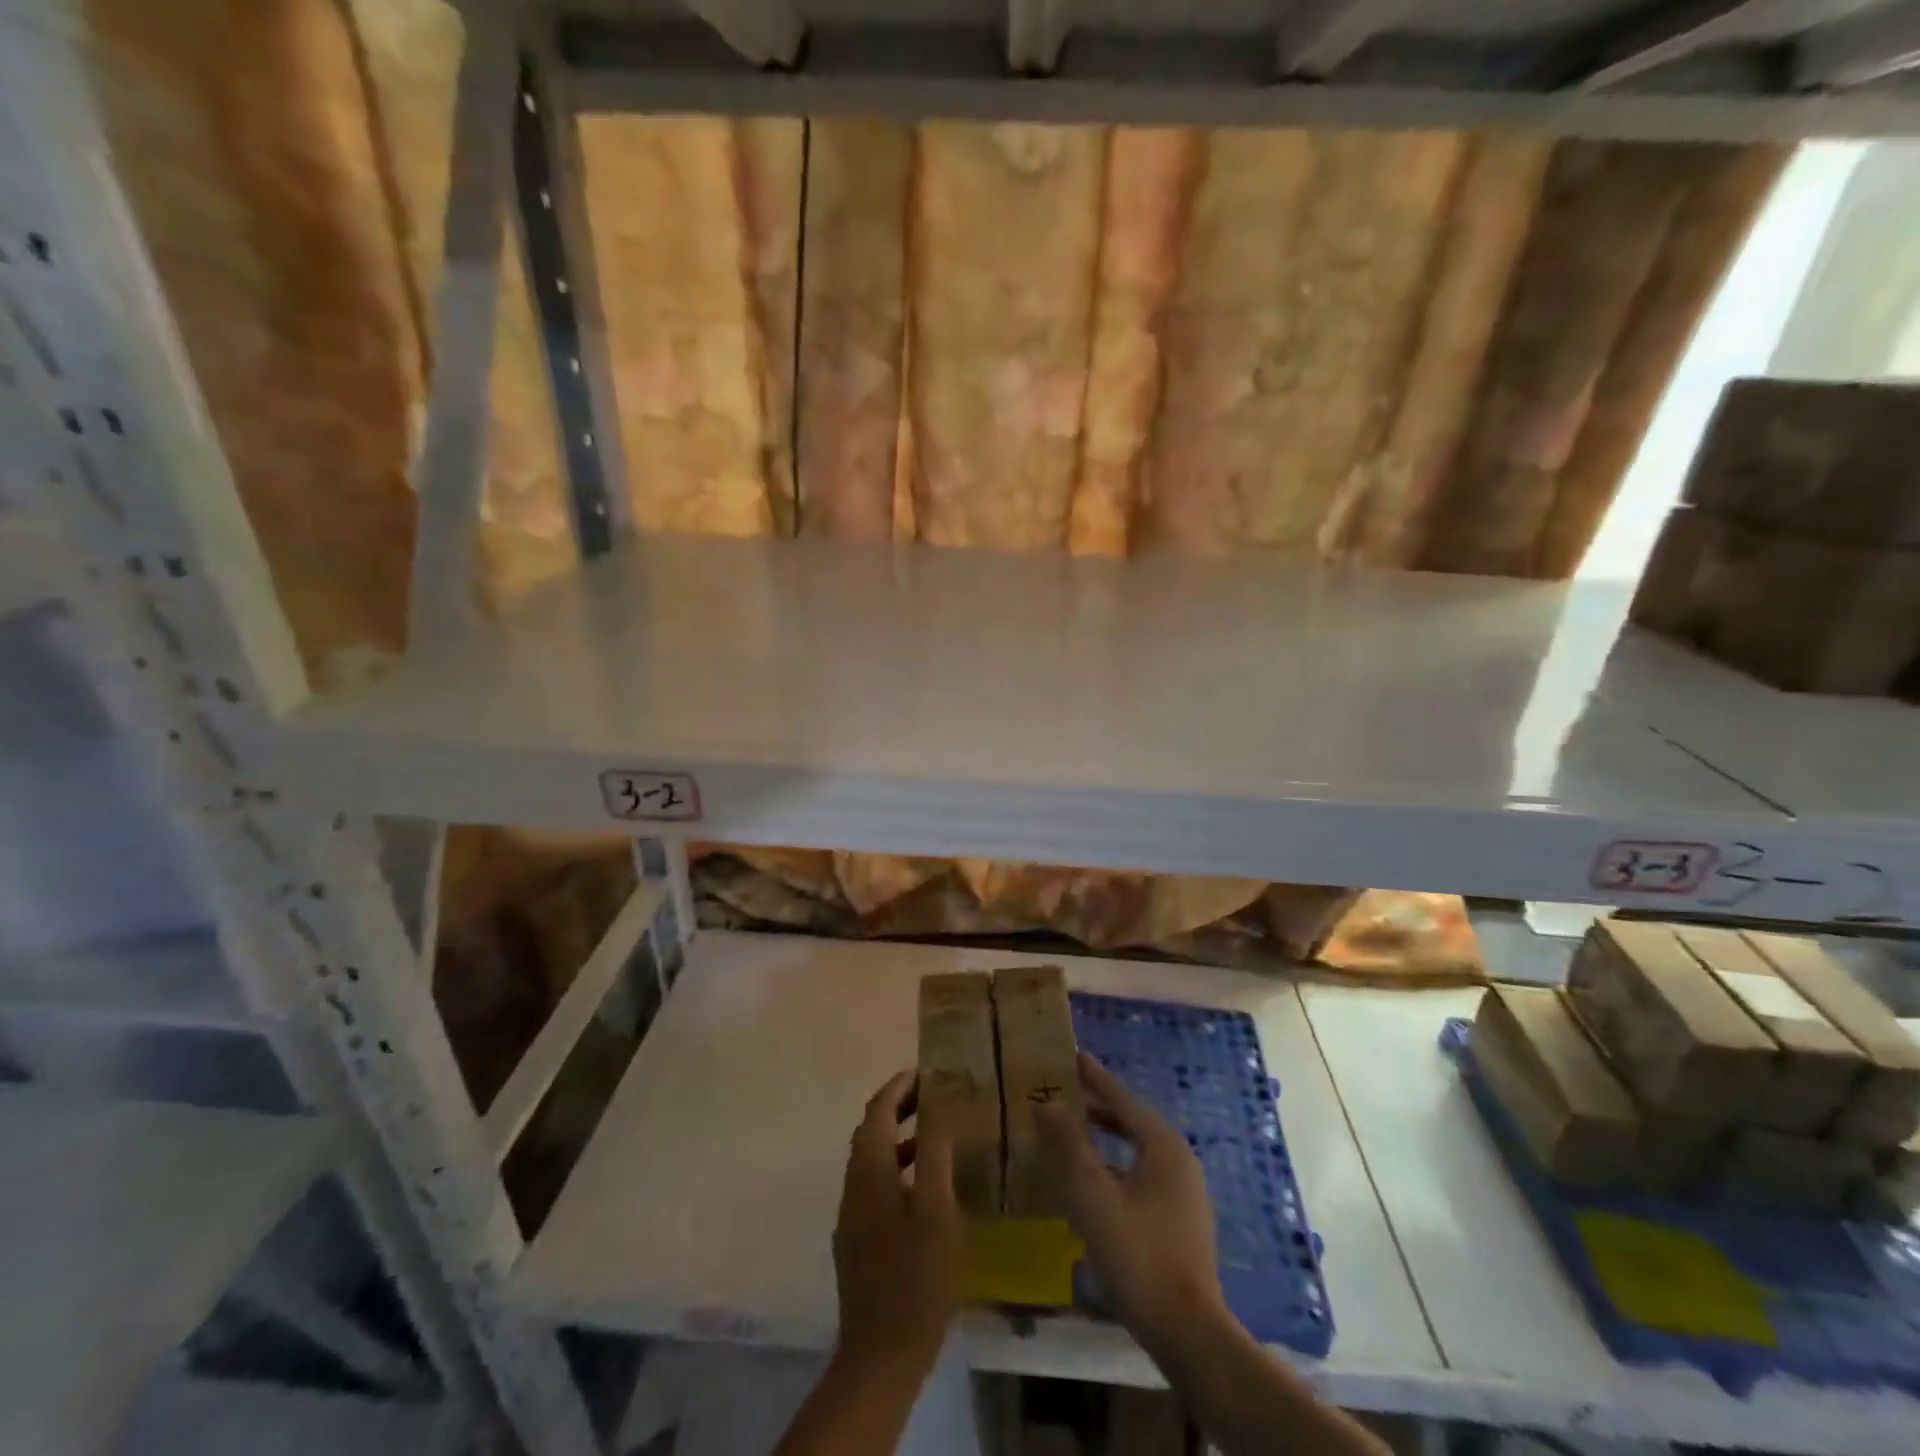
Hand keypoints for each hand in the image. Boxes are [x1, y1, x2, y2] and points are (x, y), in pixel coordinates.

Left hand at [832, 1071, 963, 1378]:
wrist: (880, 1355)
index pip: (878, 1111)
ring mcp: (852, 1214)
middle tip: (934, 1095)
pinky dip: (897, 1166)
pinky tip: (924, 1186)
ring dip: (899, 1137)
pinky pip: (875, 1184)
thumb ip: (935, 1152)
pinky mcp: (857, 1240)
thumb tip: (937, 1106)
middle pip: (871, 1130)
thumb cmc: (916, 1276)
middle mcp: (854, 1184)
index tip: (926, 1071)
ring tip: (935, 1133)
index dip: (899, 1086)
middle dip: (899, 1106)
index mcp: (870, 1171)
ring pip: (872, 1158)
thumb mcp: (936, 1209)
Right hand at [1036, 1053, 1224, 1343]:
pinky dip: (1116, 1164)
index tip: (1072, 1055)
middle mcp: (1179, 1159)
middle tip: (1064, 1092)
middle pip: (1132, 1120)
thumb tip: (1045, 1105)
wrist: (1190, 1333)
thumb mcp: (1094, 1198)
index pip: (1122, 1099)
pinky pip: (1142, 1173)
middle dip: (1098, 1105)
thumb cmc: (1139, 1256)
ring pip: (1137, 1149)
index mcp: (1163, 1146)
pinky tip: (1094, 1180)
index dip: (1094, 1077)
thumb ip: (1069, 1148)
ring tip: (1073, 1131)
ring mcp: (1185, 1190)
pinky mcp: (1182, 1218)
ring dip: (1105, 1137)